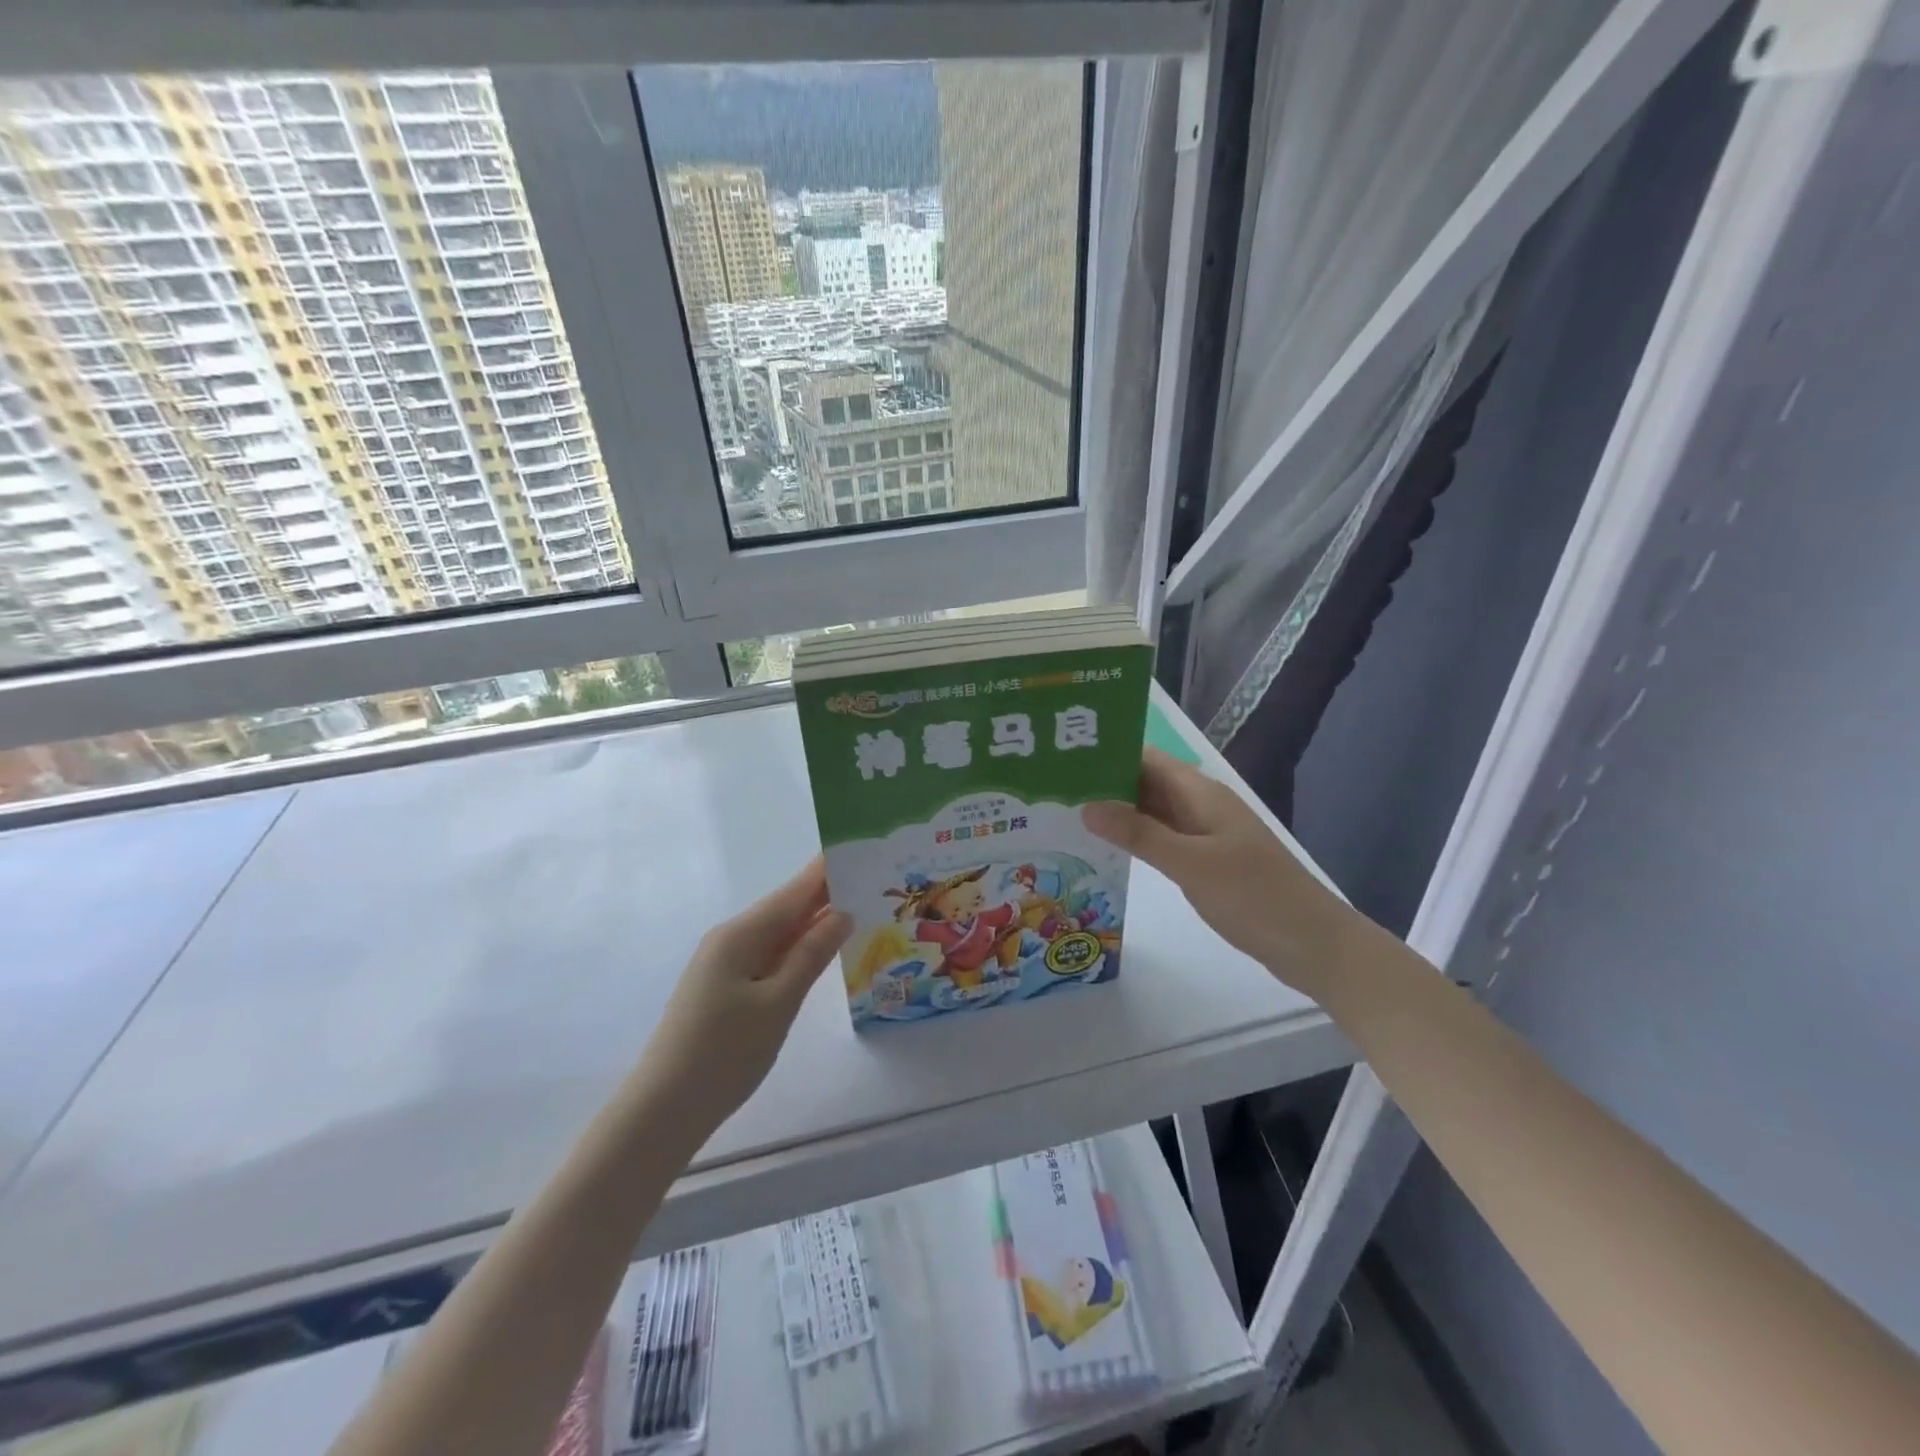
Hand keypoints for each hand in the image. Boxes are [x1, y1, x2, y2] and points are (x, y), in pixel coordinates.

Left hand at [635, 858, 851, 1138]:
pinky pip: (770, 955)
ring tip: (863, 910)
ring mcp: (726, 963)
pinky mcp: (726, 986)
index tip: (867, 853)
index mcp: (741, 933)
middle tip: (877, 884)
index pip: (796, 890)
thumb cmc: (724, 1054)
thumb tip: (843, 912)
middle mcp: (732, 938)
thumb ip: (811, 954)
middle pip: (788, 907)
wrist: (664, 1110)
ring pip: (780, 932)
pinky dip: (799, 949)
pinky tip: (823, 952)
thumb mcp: (778, 1003)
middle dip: (829, 895)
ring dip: (816, 922)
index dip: (830, 870)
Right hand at [1082, 749, 1360, 998]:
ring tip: (1066, 815)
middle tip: (1051, 788)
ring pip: (1152, 812)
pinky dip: (1135, 839)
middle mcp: (1200, 805)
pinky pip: (1162, 838)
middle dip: (1103, 782)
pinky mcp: (1206, 860)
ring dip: (1117, 812)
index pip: (1145, 758)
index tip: (1062, 754)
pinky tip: (1105, 850)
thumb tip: (1087, 805)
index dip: (1107, 752)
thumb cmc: (1254, 896)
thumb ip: (1139, 834)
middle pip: (1145, 782)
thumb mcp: (1191, 864)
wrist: (1312, 944)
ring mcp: (1204, 834)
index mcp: (1200, 793)